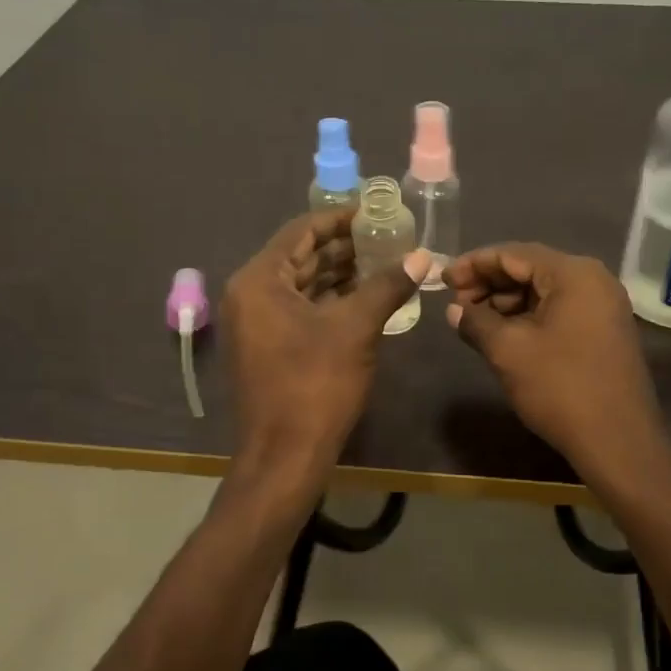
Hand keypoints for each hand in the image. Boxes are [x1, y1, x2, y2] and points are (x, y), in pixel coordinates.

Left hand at [222, 210, 428, 471]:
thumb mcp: (356, 329)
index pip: (301, 231)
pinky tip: (364, 299)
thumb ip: (387, 286)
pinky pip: (298, 310)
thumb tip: (422, 256)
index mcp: (258, 280)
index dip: (340, 219)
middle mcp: (248, 295)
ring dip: (339, 275)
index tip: (376, 213)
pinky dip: (328, 302)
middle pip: (300, 256)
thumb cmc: (316, 385)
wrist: (284, 457)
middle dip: (344, 248)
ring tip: (383, 264)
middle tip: (387, 238)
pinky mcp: (265, 348)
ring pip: (300, 285)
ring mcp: (254, 324)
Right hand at [444, 243, 664, 469]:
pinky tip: (503, 334)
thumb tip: (454, 310)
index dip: (473, 264)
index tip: (442, 280)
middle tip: (455, 303)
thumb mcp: (507, 351)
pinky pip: (559, 310)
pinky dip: (528, 317)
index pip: (513, 253)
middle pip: (530, 268)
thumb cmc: (560, 387)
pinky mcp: (605, 331)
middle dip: (489, 283)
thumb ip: (476, 321)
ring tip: (473, 321)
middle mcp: (594, 280)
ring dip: (507, 302)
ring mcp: (603, 306)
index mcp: (574, 273)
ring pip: (544, 291)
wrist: (618, 441)